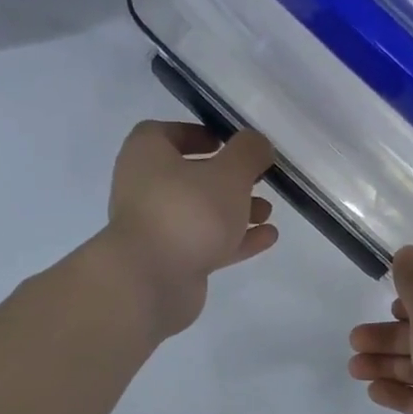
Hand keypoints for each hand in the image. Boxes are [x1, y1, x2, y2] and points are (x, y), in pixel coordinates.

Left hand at [104, 122, 278, 338]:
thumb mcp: (229, 173)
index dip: (196, 134)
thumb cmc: (188, 211)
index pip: (165, 133)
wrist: (153, 280)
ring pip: (200, 213)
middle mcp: (144, 188)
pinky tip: (267, 238)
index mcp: (146, 155)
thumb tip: (257, 143)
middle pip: (188, 176)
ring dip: (235, 210)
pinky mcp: (171, 262)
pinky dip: (235, 239)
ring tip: (268, 212)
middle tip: (258, 179)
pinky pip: (206, 243)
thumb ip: (248, 153)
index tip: (227, 142)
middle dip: (226, 178)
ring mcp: (156, 228)